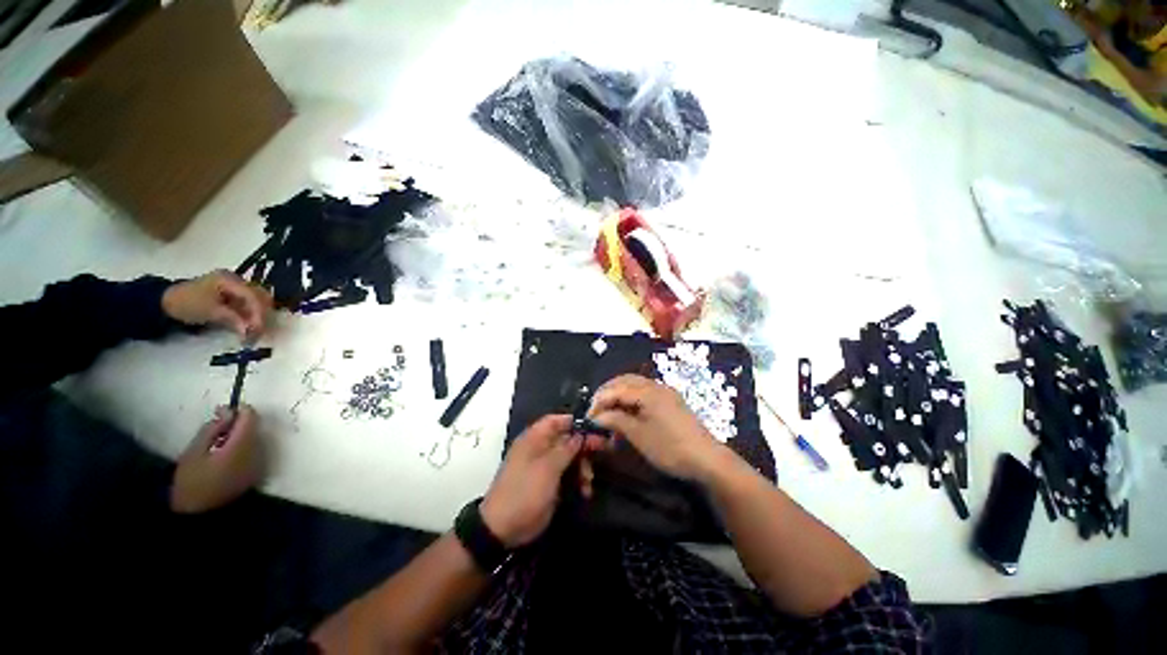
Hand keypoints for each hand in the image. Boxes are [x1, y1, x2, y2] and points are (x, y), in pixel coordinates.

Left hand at [162, 270, 272, 339]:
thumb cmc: (187, 304)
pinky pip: (250, 303)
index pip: (253, 296)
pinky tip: (250, 324)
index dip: (258, 313)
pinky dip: (252, 314)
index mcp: (230, 279)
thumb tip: (250, 331)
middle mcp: (237, 280)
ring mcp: (235, 286)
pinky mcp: (233, 294)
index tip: (258, 329)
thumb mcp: (210, 312)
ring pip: (258, 300)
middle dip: (263, 313)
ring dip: (259, 314)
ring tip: (256, 329)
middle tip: (261, 330)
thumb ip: (233, 319)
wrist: (166, 302)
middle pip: (260, 296)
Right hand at [171, 405, 263, 513]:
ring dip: (240, 436)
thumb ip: (213, 428)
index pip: (251, 418)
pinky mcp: (255, 473)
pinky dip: (241, 448)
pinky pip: (253, 452)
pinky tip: (223, 457)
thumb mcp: (194, 451)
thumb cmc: (190, 482)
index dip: (241, 411)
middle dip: (238, 424)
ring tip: (216, 444)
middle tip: (215, 428)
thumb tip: (229, 411)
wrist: (196, 516)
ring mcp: (258, 464)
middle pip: (254, 428)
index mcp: (242, 447)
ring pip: (254, 439)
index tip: (223, 410)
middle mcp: (256, 453)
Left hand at [480, 415, 583, 547]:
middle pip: (566, 438)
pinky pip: (567, 474)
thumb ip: (567, 448)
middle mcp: (540, 448)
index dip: (574, 421)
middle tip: (602, 450)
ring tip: (588, 481)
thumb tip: (581, 434)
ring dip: (582, 466)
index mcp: (534, 439)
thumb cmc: (525, 492)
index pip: (556, 420)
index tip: (594, 427)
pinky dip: (577, 480)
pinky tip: (585, 491)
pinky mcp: (549, 482)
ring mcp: (545, 466)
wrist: (503, 528)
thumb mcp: (548, 468)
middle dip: (583, 446)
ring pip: (570, 456)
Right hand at [588, 374, 722, 481]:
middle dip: (608, 392)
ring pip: (635, 384)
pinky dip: (631, 397)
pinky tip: (626, 410)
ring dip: (619, 393)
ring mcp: (665, 392)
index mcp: (648, 392)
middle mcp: (656, 385)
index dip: (600, 401)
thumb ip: (616, 421)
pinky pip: (645, 391)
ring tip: (608, 409)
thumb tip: (595, 417)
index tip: (588, 416)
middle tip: (596, 409)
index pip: (616, 389)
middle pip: (625, 380)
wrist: (707, 459)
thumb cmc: (670, 448)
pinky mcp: (670, 400)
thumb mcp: (639, 436)